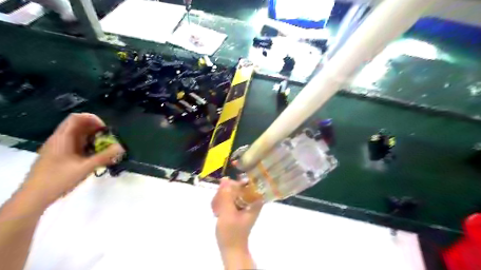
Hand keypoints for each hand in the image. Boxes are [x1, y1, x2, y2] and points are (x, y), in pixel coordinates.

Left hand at [21, 113, 123, 205]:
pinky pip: (77, 145)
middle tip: (109, 139)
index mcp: (62, 138)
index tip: (106, 129)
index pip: (76, 118)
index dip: (92, 119)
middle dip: (96, 130)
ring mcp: (59, 148)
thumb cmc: (58, 180)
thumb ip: (104, 156)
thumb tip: (121, 147)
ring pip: (79, 136)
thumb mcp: (84, 168)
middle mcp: (59, 139)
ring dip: (94, 139)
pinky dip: (89, 146)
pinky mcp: (61, 156)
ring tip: (106, 148)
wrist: (34, 197)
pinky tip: (96, 156)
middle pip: (79, 126)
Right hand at [211, 177, 261, 267]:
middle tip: (218, 205)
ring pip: (230, 191)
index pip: (247, 182)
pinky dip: (221, 202)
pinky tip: (216, 211)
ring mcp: (244, 203)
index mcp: (254, 200)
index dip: (235, 183)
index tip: (224, 189)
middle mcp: (251, 199)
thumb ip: (226, 195)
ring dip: (221, 198)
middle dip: (224, 193)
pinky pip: (228, 198)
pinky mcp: (237, 207)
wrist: (231, 249)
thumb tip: (225, 178)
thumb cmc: (232, 232)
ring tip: (217, 211)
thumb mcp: (227, 213)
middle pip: (237, 186)